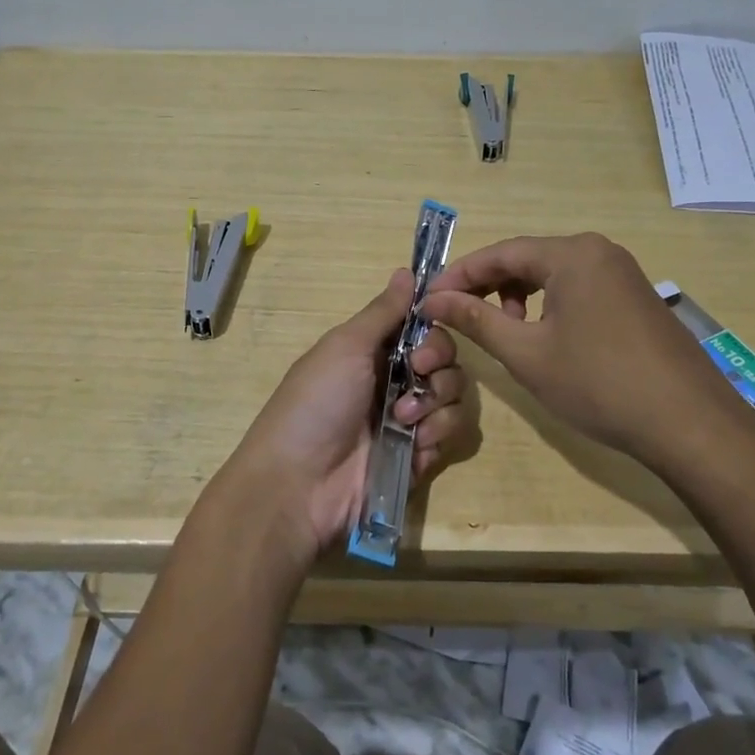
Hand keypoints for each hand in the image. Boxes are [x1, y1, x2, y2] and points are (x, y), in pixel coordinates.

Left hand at [216, 269, 479, 569]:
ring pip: (454, 396)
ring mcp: (408, 420)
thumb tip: (407, 270)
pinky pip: (451, 435)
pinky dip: (436, 436)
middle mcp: (394, 380)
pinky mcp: (420, 457)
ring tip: (403, 422)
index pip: (422, 327)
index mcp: (373, 351)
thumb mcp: (345, 346)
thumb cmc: (317, 403)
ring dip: (435, 404)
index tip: (427, 331)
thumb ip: (383, 311)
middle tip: (415, 373)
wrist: (300, 484)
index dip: (432, 327)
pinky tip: (413, 447)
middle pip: (446, 359)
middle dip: (438, 364)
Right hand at [420, 233, 754, 470]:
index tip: (428, 299)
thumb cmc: (599, 383)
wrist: (689, 423)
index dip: (459, 275)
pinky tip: (543, 337)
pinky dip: (549, 305)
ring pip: (553, 275)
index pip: (500, 253)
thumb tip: (433, 300)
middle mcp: (598, 251)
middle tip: (456, 315)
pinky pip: (578, 289)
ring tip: (502, 331)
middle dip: (487, 286)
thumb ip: (476, 320)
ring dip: (518, 297)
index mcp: (572, 253)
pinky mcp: (635, 298)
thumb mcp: (527, 353)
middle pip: (527, 259)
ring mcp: (622, 273)